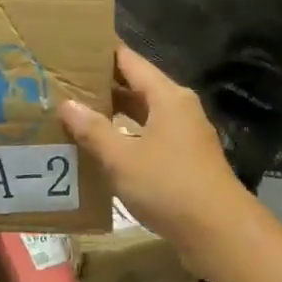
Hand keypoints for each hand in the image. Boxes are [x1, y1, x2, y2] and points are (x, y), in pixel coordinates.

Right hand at [57, 45, 250, 268]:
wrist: (218, 231)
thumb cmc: (169, 186)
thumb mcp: (122, 158)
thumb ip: (93, 129)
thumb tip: (67, 104)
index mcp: (167, 97)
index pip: (130, 61)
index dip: (102, 53)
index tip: (72, 49)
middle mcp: (179, 108)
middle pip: (137, 86)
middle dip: (103, 85)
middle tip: (64, 83)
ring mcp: (184, 135)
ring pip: (143, 114)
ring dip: (113, 114)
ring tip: (76, 113)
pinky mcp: (184, 160)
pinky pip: (148, 137)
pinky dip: (125, 137)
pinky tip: (101, 148)